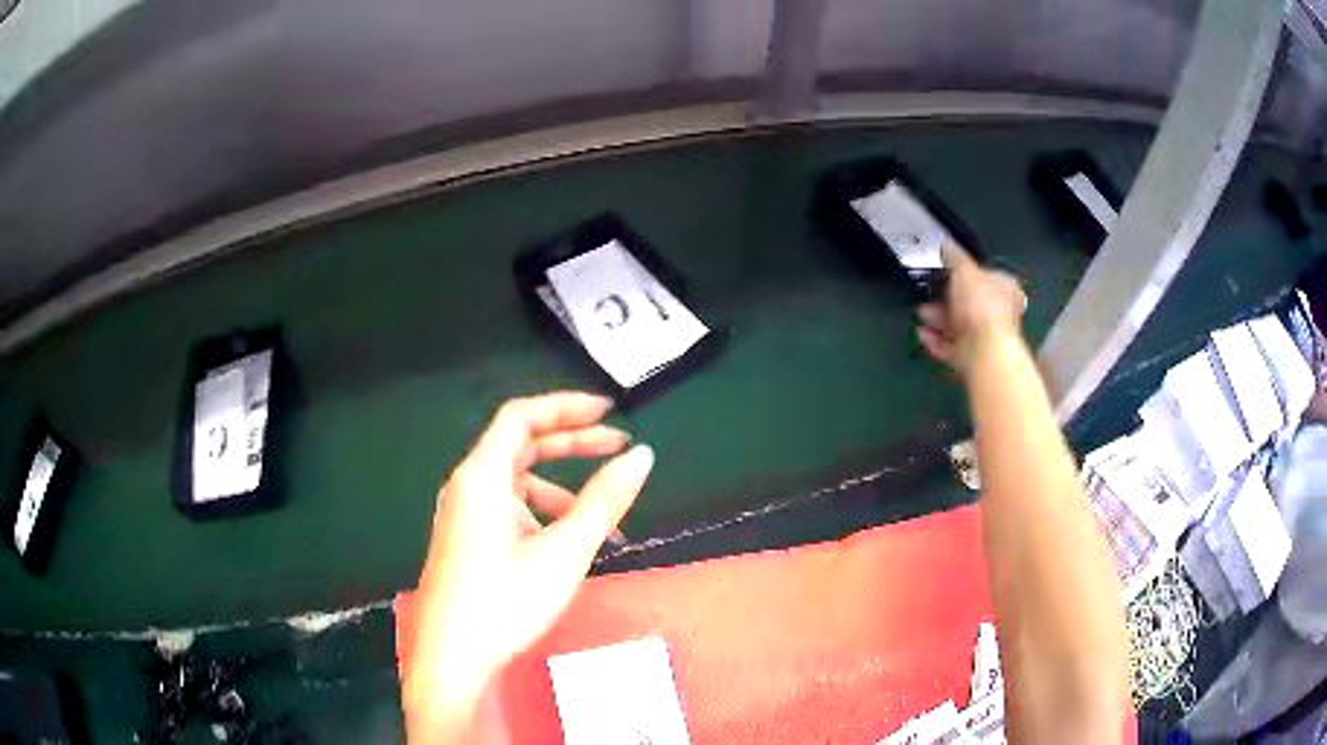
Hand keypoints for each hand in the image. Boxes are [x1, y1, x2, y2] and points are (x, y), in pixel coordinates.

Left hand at [404, 392, 654, 742]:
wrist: (453, 657)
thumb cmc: (506, 601)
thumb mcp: (565, 551)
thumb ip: (606, 499)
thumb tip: (642, 455)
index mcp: (482, 477)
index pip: (522, 416)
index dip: (566, 406)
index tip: (608, 411)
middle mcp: (467, 486)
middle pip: (521, 445)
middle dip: (572, 444)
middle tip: (618, 447)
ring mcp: (463, 514)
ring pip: (517, 482)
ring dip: (561, 489)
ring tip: (603, 519)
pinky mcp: (466, 538)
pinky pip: (508, 509)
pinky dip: (542, 515)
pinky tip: (566, 546)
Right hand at [917, 242, 1026, 374]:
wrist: (983, 350)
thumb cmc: (980, 305)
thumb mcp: (964, 269)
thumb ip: (954, 255)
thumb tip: (946, 242)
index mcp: (1004, 289)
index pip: (985, 276)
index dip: (964, 273)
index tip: (945, 273)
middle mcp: (999, 313)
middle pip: (968, 302)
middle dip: (945, 299)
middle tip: (928, 295)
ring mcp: (987, 338)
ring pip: (959, 325)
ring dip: (938, 320)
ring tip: (921, 315)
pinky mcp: (973, 358)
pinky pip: (952, 346)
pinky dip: (937, 340)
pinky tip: (923, 334)